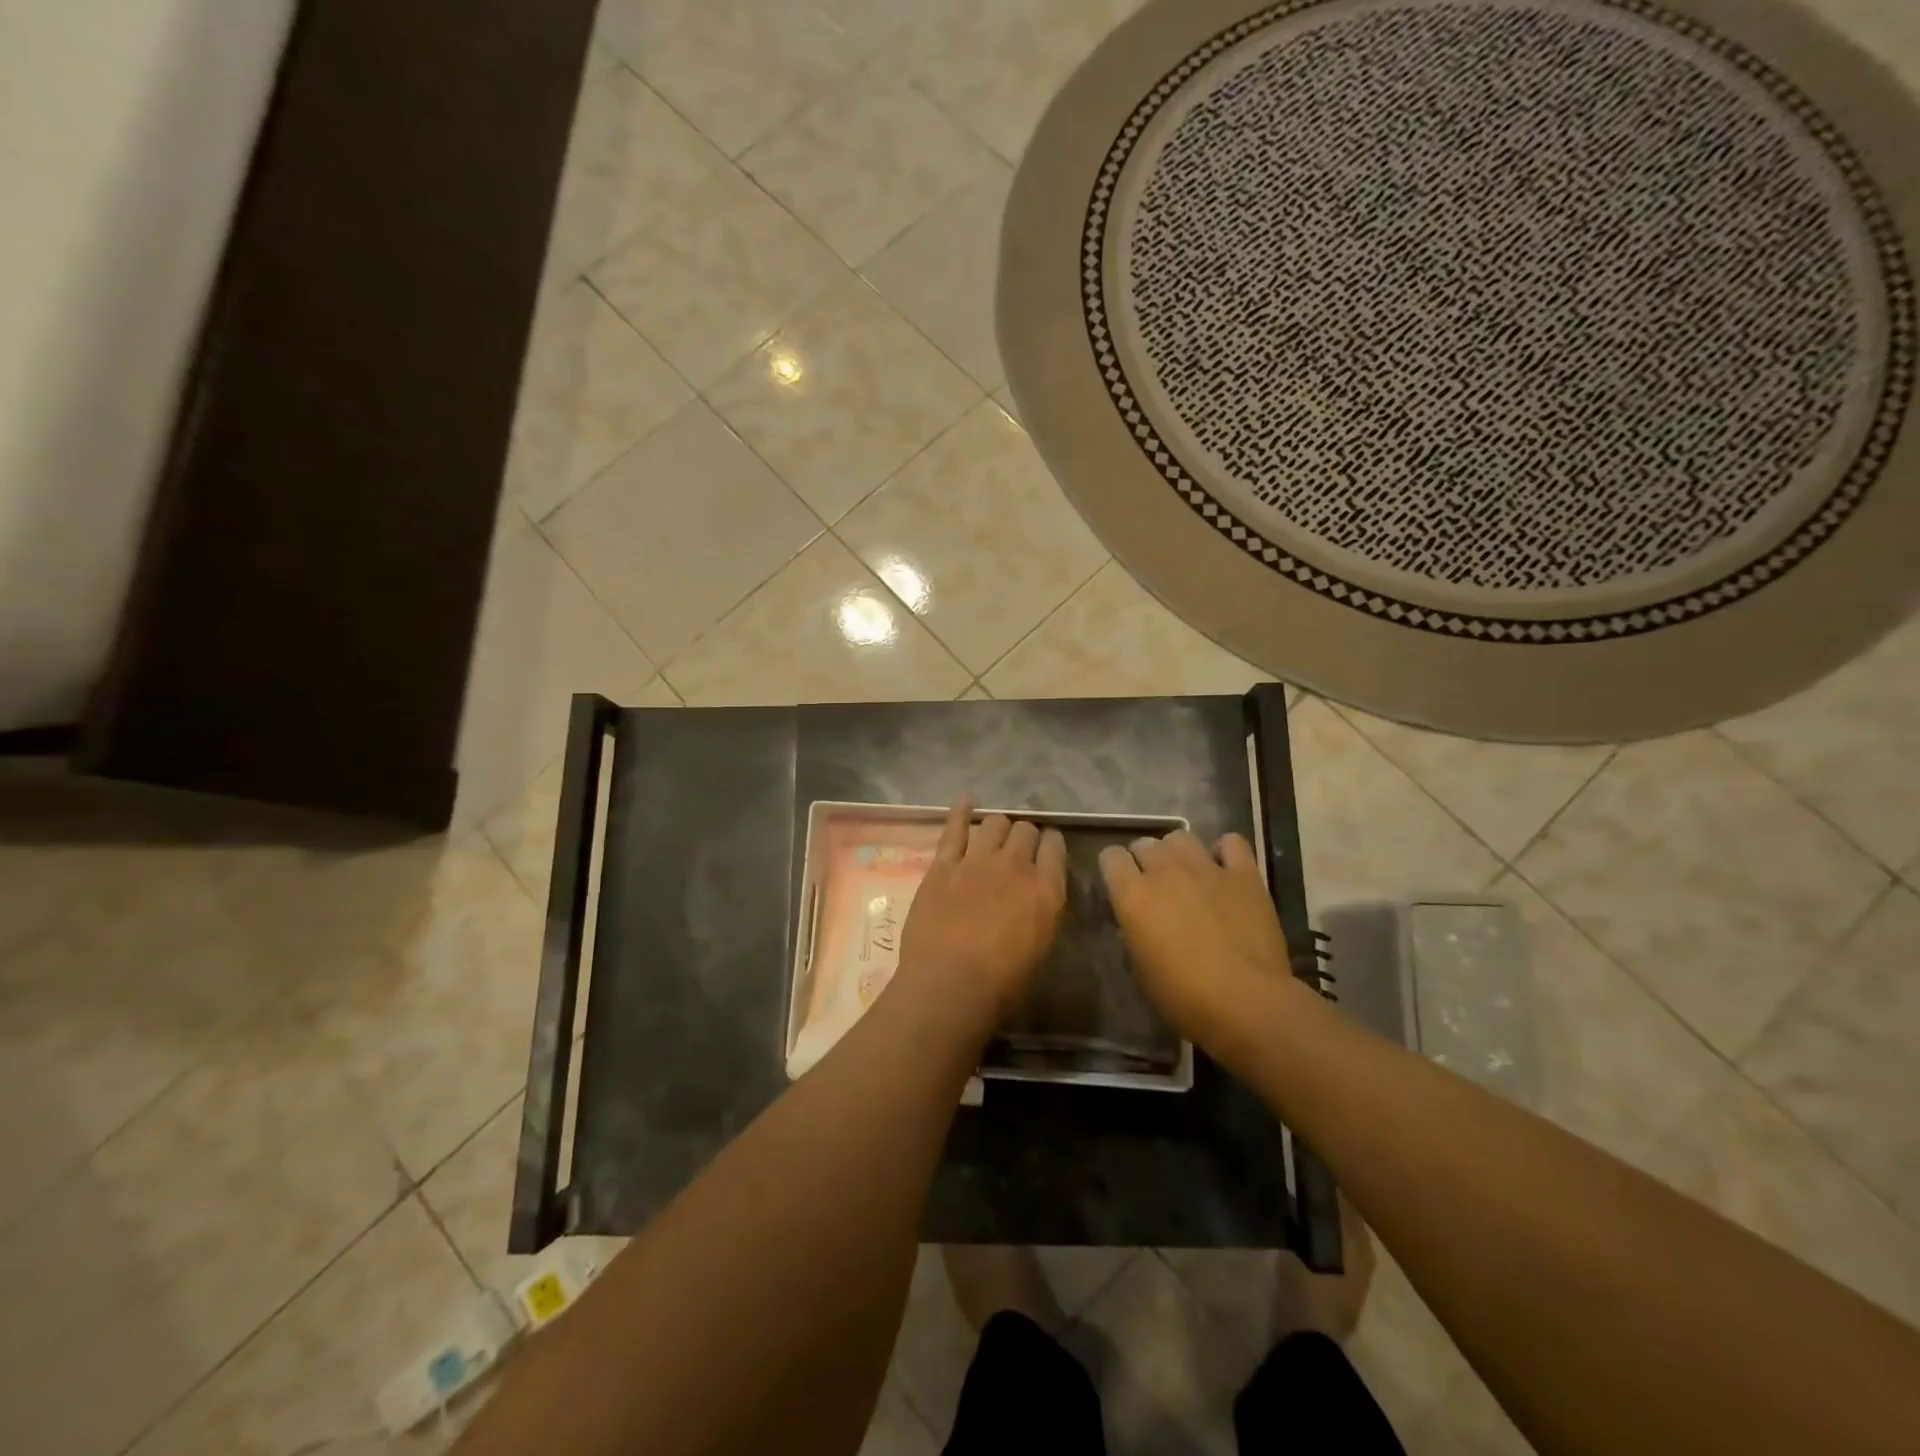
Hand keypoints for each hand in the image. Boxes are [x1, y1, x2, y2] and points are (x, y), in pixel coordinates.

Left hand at [897, 798, 1066, 1029]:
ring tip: (995, 835)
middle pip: (1026, 830)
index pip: (1055, 847)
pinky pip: (954, 828)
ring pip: (995, 822)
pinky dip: (961, 811)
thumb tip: (1036, 898)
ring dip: (998, 826)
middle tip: (1018, 848)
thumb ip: (1042, 913)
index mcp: (1046, 890)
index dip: (1051, 844)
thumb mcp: (1040, 948)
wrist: (949, 985)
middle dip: (1024, 835)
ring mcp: (977, 861)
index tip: (1047, 848)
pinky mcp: (944, 864)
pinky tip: (966, 799)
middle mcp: (1015, 866)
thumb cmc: (1001, 984)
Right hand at [1098, 830, 1292, 1049]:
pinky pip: (1231, 843)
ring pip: (1181, 837)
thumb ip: (1133, 936)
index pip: (1110, 857)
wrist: (1247, 1002)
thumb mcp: (1141, 971)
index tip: (1120, 885)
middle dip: (1144, 860)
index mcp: (1133, 895)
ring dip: (1178, 852)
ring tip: (1186, 873)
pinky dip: (1225, 851)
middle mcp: (1165, 871)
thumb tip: (1132, 924)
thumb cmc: (1184, 996)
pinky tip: (1225, 869)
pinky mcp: (1244, 875)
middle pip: (1145, 844)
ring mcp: (1206, 868)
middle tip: (1154, 885)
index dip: (1114, 869)